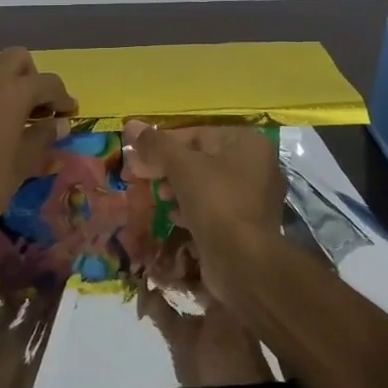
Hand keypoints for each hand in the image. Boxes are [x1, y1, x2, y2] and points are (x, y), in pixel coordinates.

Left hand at [0, 48, 75, 259]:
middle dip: (30, 77)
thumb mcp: (23, 164)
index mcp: (13, 92)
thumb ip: (43, 136)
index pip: (48, 83)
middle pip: (16, 58)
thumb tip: (59, 124)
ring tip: (3, 106)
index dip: (62, 98)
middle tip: (35, 106)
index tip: (69, 114)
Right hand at [122, 123, 284, 296]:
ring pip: (206, 184)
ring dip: (177, 188)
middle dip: (168, 167)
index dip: (163, 144)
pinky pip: (214, 207)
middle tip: (140, 176)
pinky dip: (192, 208)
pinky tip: (173, 216)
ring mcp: (253, 197)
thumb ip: (156, 145)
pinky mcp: (246, 224)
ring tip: (156, 196)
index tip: (138, 156)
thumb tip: (131, 124)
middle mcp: (256, 165)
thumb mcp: (182, 167)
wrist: (244, 263)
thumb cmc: (216, 202)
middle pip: (201, 158)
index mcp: (247, 143)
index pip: (196, 134)